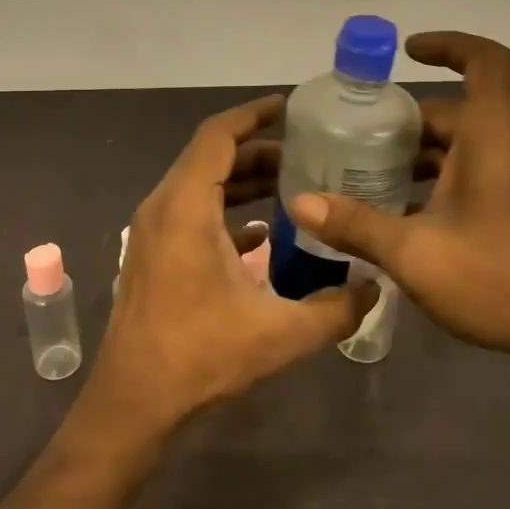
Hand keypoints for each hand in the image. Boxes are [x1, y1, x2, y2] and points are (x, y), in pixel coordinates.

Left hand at [86, 96, 374, 435]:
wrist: (134, 401)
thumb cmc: (200, 356)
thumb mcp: (280, 334)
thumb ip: (336, 309)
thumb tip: (375, 288)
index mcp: (185, 207)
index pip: (218, 136)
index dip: (252, 115)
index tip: (288, 107)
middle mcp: (163, 208)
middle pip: (211, 157)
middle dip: (258, 151)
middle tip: (307, 155)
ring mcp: (153, 231)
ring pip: (200, 184)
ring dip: (242, 180)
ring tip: (292, 186)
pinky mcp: (153, 254)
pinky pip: (191, 212)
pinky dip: (225, 209)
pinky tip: (262, 234)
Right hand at [288, 30, 509, 359]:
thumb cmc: (499, 281)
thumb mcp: (415, 253)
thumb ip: (356, 224)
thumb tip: (300, 203)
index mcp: (495, 137)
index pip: (485, 60)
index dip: (448, 45)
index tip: (407, 52)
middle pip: (460, 109)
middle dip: (408, 121)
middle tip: (359, 142)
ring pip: (469, 143)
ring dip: (424, 153)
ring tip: (374, 179)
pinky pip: (483, 168)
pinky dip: (445, 175)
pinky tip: (411, 215)